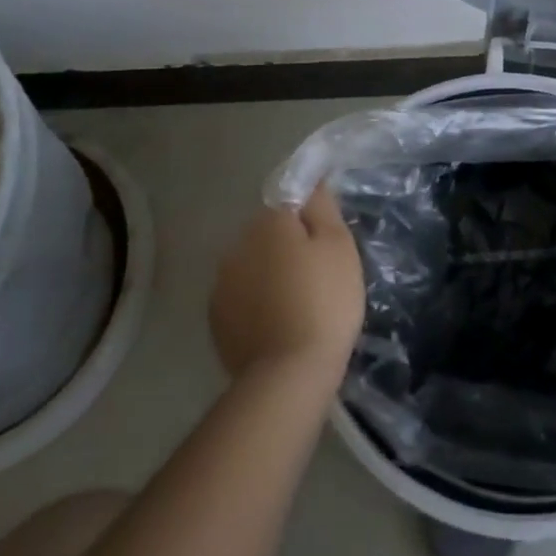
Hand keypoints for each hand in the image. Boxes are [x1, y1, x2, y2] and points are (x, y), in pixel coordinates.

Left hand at [209, 186, 365, 388]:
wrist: (289, 374)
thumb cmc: (324, 301)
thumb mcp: (339, 246)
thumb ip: (322, 207)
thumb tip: (311, 181)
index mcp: (268, 222)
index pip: (288, 200)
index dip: (309, 217)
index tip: (326, 240)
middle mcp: (238, 244)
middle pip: (267, 233)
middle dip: (288, 245)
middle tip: (317, 274)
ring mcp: (222, 282)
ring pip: (252, 264)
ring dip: (270, 273)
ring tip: (297, 302)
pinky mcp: (216, 318)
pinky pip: (241, 296)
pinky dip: (256, 302)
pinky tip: (277, 322)